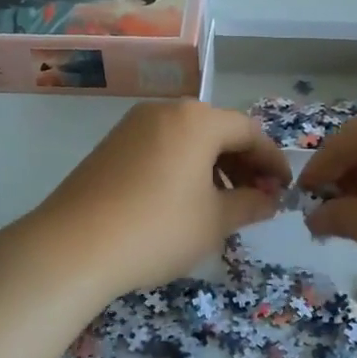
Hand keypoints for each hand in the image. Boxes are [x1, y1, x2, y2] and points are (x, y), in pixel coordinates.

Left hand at [18, 101, 291, 300]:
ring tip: (221, 204)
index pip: (248, 131)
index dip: (272, 160)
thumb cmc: (157, 228)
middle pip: (217, 130)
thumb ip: (249, 205)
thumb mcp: (214, 222)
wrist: (72, 246)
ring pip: (187, 139)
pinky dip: (182, 167)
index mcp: (196, 120)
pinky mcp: (110, 146)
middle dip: (242, 163)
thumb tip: (269, 200)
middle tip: (256, 199)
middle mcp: (165, 111)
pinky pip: (161, 148)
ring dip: (212, 166)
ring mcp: (132, 126)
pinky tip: (183, 201)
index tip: (284, 190)